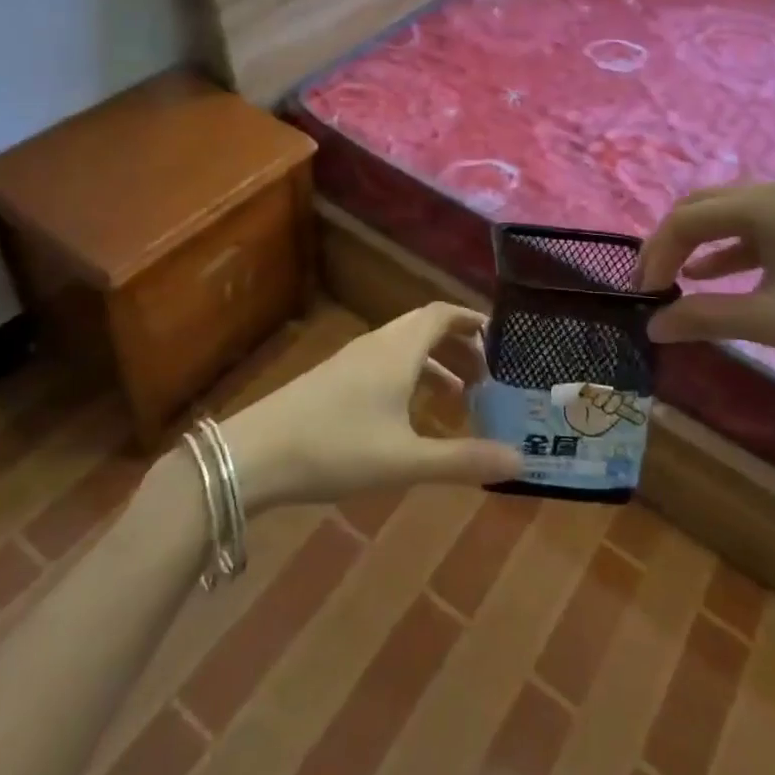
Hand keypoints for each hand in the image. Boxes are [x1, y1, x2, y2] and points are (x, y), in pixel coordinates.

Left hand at [221, 304, 522, 511]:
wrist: (255, 455)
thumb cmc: (336, 449)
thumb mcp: (405, 460)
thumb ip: (462, 460)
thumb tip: (519, 460)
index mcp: (398, 350)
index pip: (442, 314)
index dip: (472, 320)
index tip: (501, 338)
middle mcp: (377, 345)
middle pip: (425, 328)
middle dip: (459, 345)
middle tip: (487, 376)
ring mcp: (351, 361)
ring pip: (403, 347)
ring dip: (434, 364)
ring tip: (458, 398)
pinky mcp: (333, 379)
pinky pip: (385, 364)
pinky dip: (410, 377)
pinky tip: (411, 416)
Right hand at [639, 181, 774, 401]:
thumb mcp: (771, 322)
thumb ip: (705, 317)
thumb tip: (653, 325)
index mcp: (768, 204)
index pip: (688, 218)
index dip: (657, 254)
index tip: (642, 294)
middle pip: (707, 207)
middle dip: (673, 243)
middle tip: (652, 283)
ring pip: (734, 215)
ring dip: (701, 244)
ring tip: (676, 281)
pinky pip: (764, 228)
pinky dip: (735, 249)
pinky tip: (717, 275)